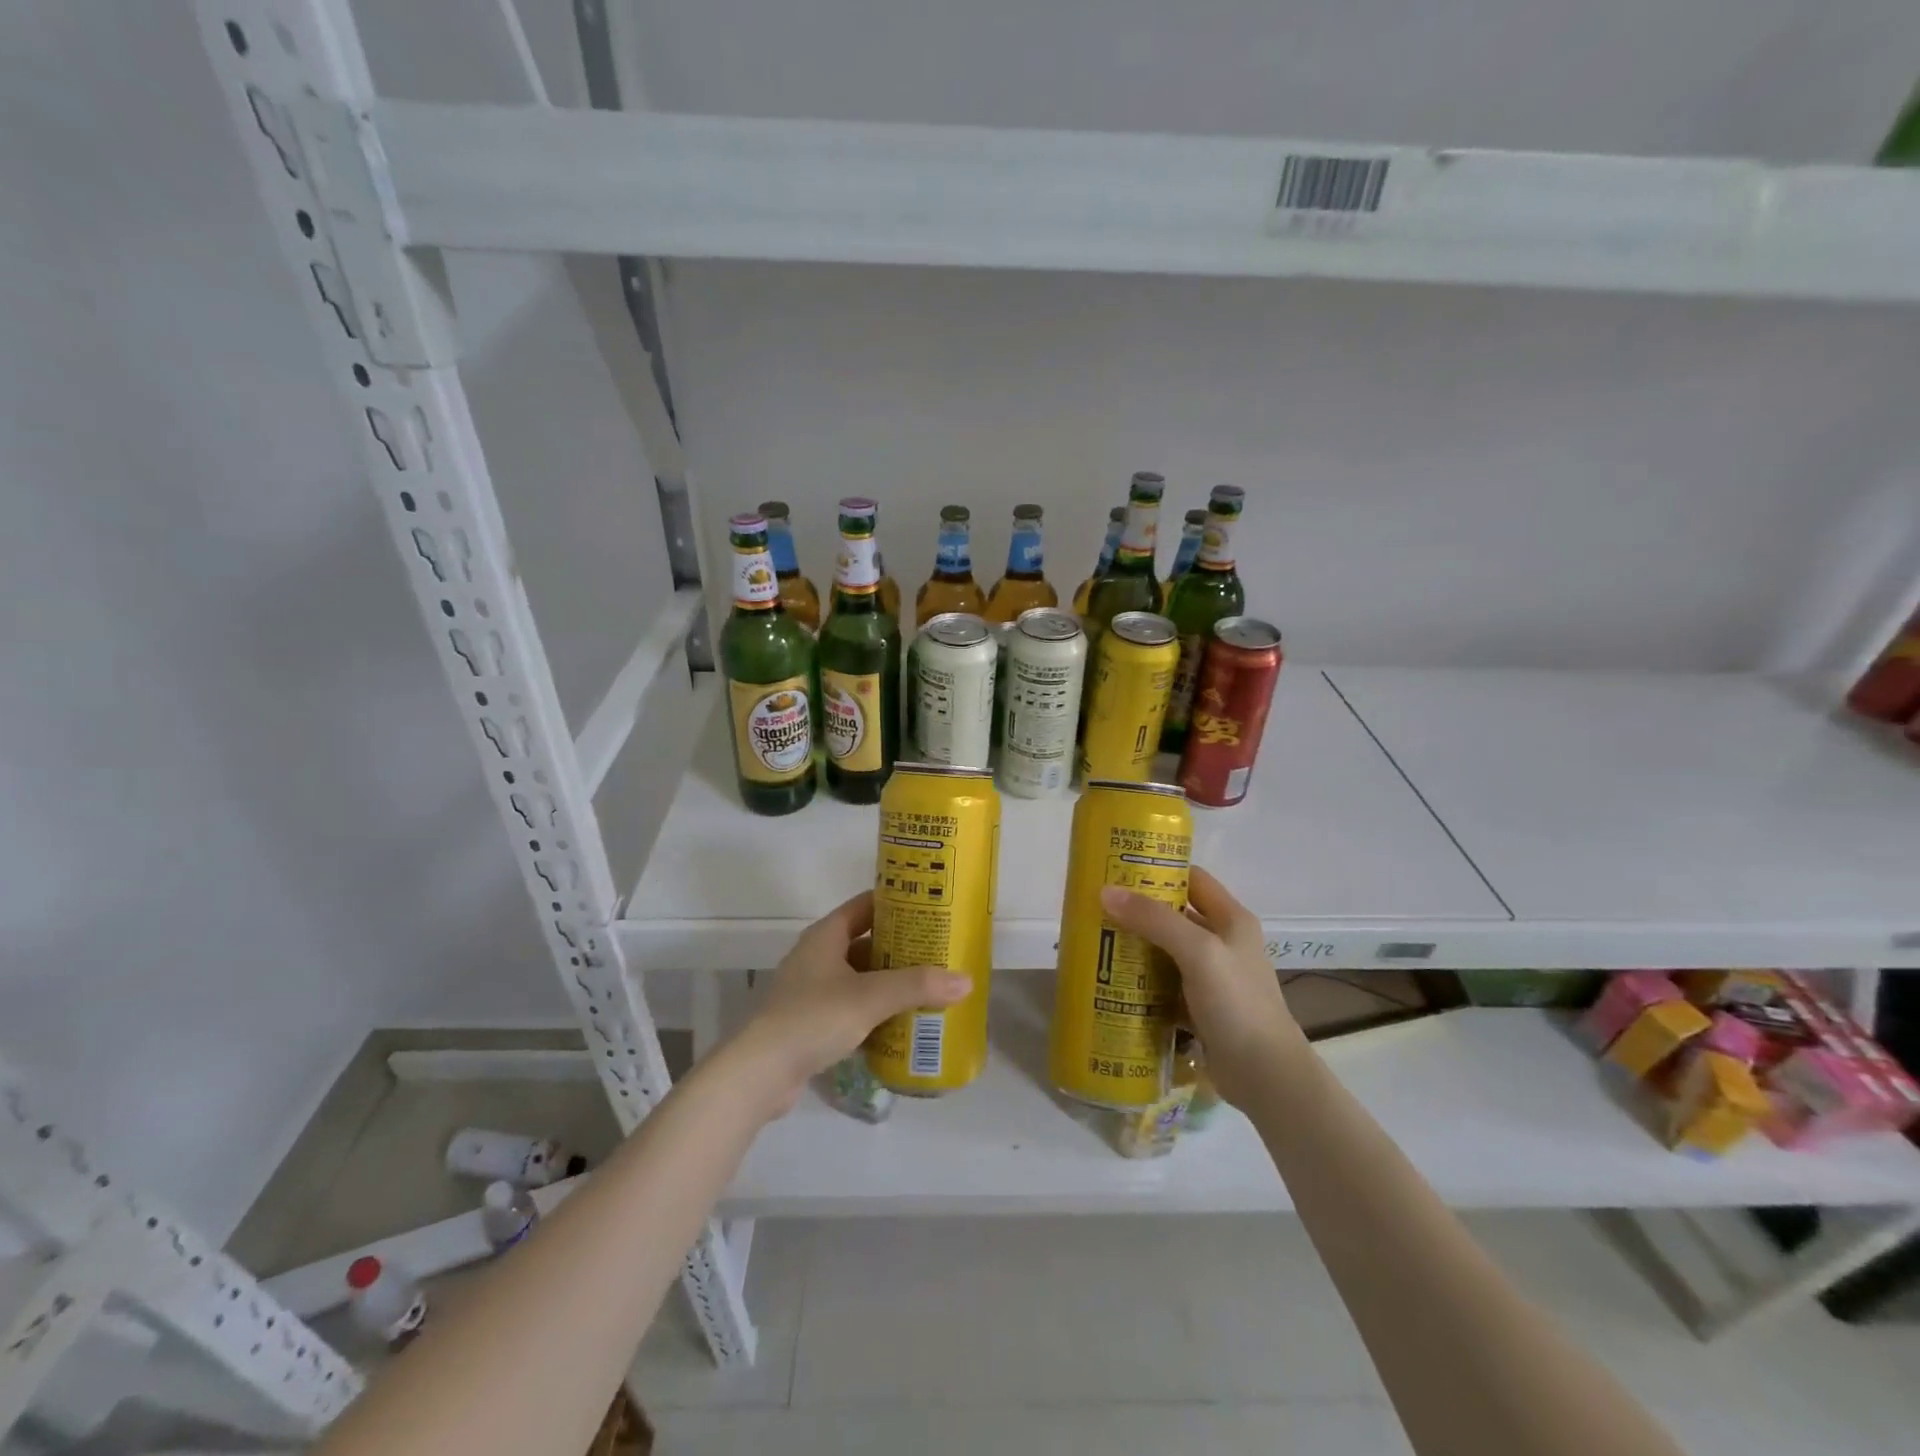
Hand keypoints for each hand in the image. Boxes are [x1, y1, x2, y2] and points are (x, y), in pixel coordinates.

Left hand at [731, 891, 970, 1115]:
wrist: (760, 1073)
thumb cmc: (814, 1018)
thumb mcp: (870, 997)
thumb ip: (917, 986)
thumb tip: (966, 980)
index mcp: (826, 935)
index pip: (866, 905)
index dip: (897, 903)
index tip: (931, 907)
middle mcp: (818, 956)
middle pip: (866, 943)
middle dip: (901, 949)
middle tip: (939, 953)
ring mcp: (812, 990)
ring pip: (860, 978)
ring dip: (890, 983)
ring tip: (929, 989)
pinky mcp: (811, 1022)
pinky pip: (852, 1008)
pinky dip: (875, 1012)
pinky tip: (902, 1025)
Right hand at [1100, 865, 1305, 1107]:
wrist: (1266, 1076)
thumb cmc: (1237, 1003)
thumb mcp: (1198, 952)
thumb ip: (1154, 920)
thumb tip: (1106, 891)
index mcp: (1231, 919)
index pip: (1192, 878)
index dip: (1158, 871)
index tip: (1118, 870)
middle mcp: (1222, 942)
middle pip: (1174, 915)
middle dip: (1138, 911)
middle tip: (1096, 909)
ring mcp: (1212, 977)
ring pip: (1166, 951)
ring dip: (1136, 947)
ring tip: (1096, 943)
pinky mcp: (1200, 1007)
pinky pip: (1165, 984)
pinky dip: (1142, 981)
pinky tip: (1114, 982)